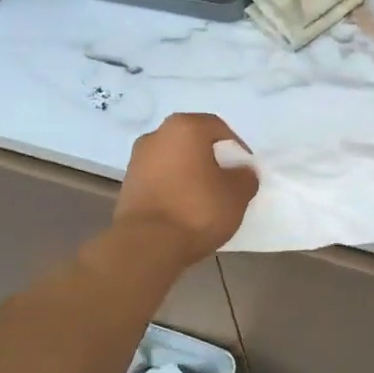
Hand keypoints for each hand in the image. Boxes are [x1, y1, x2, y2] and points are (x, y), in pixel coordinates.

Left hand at [115, 113, 257, 261]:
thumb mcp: (237, 194)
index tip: (245, 171)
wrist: (147, 245)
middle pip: (193, 142)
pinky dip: (173, 189)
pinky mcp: (127, 185)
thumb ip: (245, 176)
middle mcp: (156, 135)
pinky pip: (159, 180)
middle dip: (211, 160)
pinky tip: (184, 210)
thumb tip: (241, 172)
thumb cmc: (197, 210)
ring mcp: (137, 160)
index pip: (218, 128)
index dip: (236, 149)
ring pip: (174, 161)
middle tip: (227, 183)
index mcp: (184, 127)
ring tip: (205, 200)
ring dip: (190, 175)